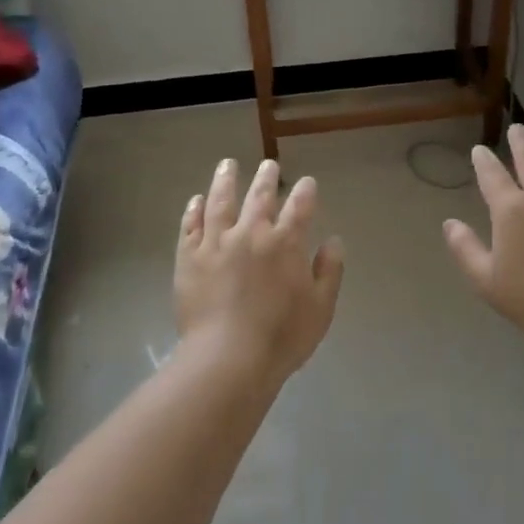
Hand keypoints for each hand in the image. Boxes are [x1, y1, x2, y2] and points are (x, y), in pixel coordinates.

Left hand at [175, 159, 346, 382]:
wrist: (227, 358)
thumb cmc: (281, 337)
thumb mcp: (321, 308)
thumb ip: (329, 271)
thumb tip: (333, 241)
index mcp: (286, 243)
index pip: (300, 207)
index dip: (305, 192)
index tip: (307, 182)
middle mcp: (251, 233)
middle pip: (260, 197)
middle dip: (266, 178)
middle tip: (269, 165)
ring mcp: (216, 243)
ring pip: (221, 202)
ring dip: (226, 180)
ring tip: (228, 165)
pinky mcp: (189, 258)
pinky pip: (191, 226)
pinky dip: (194, 210)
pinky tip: (197, 200)